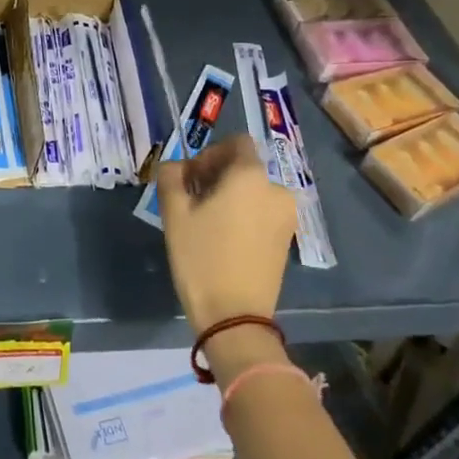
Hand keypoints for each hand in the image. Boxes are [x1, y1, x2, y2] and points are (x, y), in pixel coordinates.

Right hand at [155, 136, 295, 333]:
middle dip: (217, 176)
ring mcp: (286, 216)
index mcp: (251, 176)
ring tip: (206, 223)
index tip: (191, 178)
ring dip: (230, 197)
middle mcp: (276, 189)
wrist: (234, 316)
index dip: (210, 153)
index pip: (236, 142)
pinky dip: (243, 215)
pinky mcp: (287, 239)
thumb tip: (177, 167)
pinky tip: (224, 239)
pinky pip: (262, 212)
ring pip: (253, 191)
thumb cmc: (201, 257)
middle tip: (192, 201)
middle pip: (244, 167)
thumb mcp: (174, 213)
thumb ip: (171, 176)